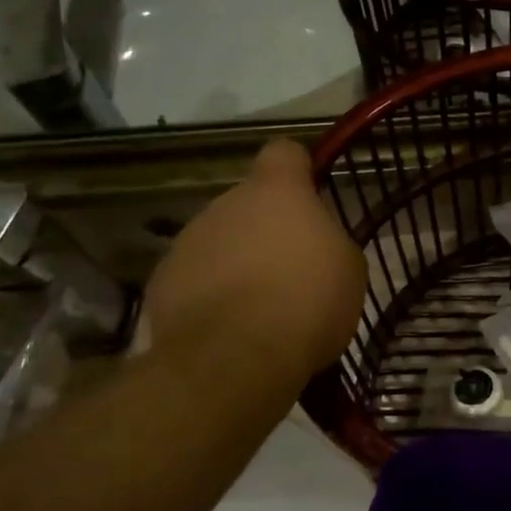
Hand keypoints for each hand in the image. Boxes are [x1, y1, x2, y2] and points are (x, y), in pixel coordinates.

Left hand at [145, 140, 365, 382]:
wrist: (234, 358)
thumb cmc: (307, 301)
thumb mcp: (348, 267)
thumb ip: (329, 240)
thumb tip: (314, 244)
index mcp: (277, 191)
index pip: (284, 152)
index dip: (298, 169)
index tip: (310, 193)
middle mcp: (226, 203)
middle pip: (249, 202)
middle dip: (267, 226)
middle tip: (291, 267)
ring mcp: (188, 241)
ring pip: (220, 239)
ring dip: (237, 259)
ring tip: (259, 305)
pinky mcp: (162, 281)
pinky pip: (195, 276)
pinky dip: (210, 293)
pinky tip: (229, 326)